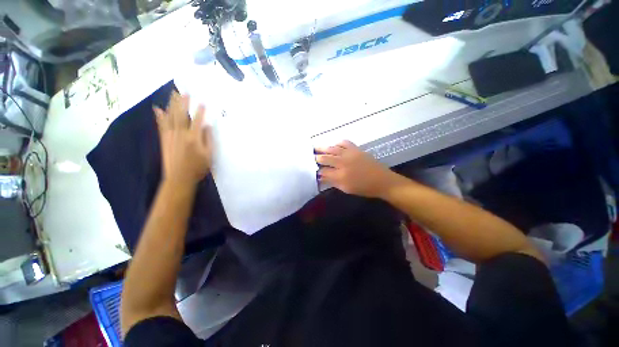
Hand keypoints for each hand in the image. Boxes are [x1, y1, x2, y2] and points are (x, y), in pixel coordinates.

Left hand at [154, 92, 211, 186]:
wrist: (179, 178)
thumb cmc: (198, 167)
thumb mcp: (209, 155)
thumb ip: (208, 139)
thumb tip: (207, 126)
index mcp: (194, 138)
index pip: (197, 121)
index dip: (200, 111)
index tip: (202, 102)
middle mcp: (181, 133)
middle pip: (182, 115)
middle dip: (183, 103)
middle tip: (184, 92)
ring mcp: (170, 135)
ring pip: (171, 117)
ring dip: (172, 105)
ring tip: (173, 95)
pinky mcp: (164, 139)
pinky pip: (161, 125)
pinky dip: (159, 116)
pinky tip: (158, 108)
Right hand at [315, 140, 396, 197]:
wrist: (382, 180)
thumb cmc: (364, 188)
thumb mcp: (346, 189)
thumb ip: (332, 182)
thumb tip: (321, 177)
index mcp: (340, 175)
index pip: (323, 171)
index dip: (316, 171)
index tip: (312, 170)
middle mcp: (342, 163)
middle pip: (325, 158)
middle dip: (316, 158)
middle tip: (310, 157)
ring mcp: (349, 154)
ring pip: (332, 149)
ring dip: (322, 148)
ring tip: (315, 148)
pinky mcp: (356, 149)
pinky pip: (344, 142)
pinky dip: (337, 143)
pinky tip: (334, 146)